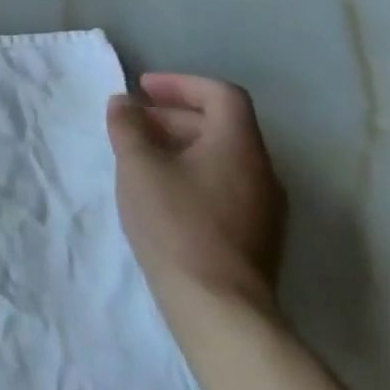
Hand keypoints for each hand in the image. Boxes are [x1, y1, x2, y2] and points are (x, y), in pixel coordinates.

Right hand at [106, 73, 285, 318]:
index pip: (222, 95)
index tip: (143, 89)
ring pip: (222, 157)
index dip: (181, 84)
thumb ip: (128, 126)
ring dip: (181, 145)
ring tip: (140, 157)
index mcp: (239, 146)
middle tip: (133, 124)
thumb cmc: (175, 222)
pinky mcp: (256, 235)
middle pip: (222, 125)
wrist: (218, 305)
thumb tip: (125, 103)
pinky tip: (161, 193)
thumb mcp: (138, 165)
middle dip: (174, 116)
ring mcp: (264, 206)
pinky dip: (192, 173)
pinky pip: (225, 185)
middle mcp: (262, 170)